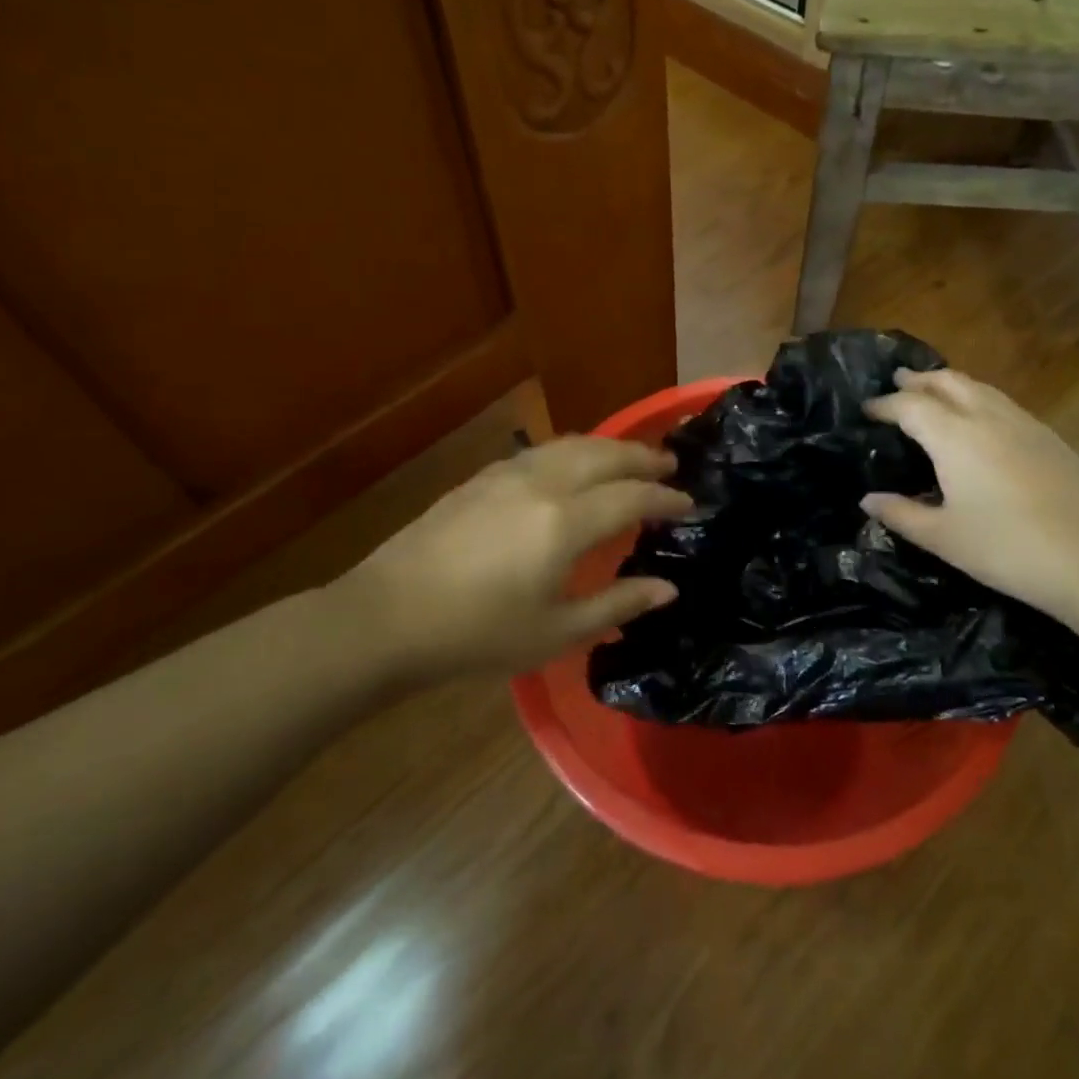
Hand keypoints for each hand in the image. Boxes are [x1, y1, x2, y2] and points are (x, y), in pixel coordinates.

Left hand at [344, 437, 691, 675]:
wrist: (388, 616)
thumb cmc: (477, 634)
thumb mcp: (555, 632)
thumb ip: (617, 603)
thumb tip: (668, 588)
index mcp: (565, 522)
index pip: (632, 497)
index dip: (666, 499)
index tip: (690, 504)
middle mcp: (543, 485)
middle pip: (606, 456)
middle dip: (643, 457)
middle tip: (671, 464)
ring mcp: (509, 475)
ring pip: (573, 444)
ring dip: (609, 446)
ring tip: (631, 455)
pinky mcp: (483, 477)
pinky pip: (543, 451)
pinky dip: (574, 449)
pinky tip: (573, 463)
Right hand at [861, 369, 1078, 621]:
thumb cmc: (1007, 548)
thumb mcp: (943, 538)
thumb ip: (901, 514)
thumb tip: (868, 500)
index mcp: (954, 436)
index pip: (910, 405)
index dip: (885, 404)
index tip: (867, 409)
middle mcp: (987, 417)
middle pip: (948, 382)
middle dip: (919, 380)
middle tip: (898, 382)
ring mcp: (1024, 424)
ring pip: (980, 388)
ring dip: (951, 385)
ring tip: (934, 393)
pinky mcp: (1049, 438)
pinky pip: (1003, 403)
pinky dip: (979, 400)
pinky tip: (981, 423)